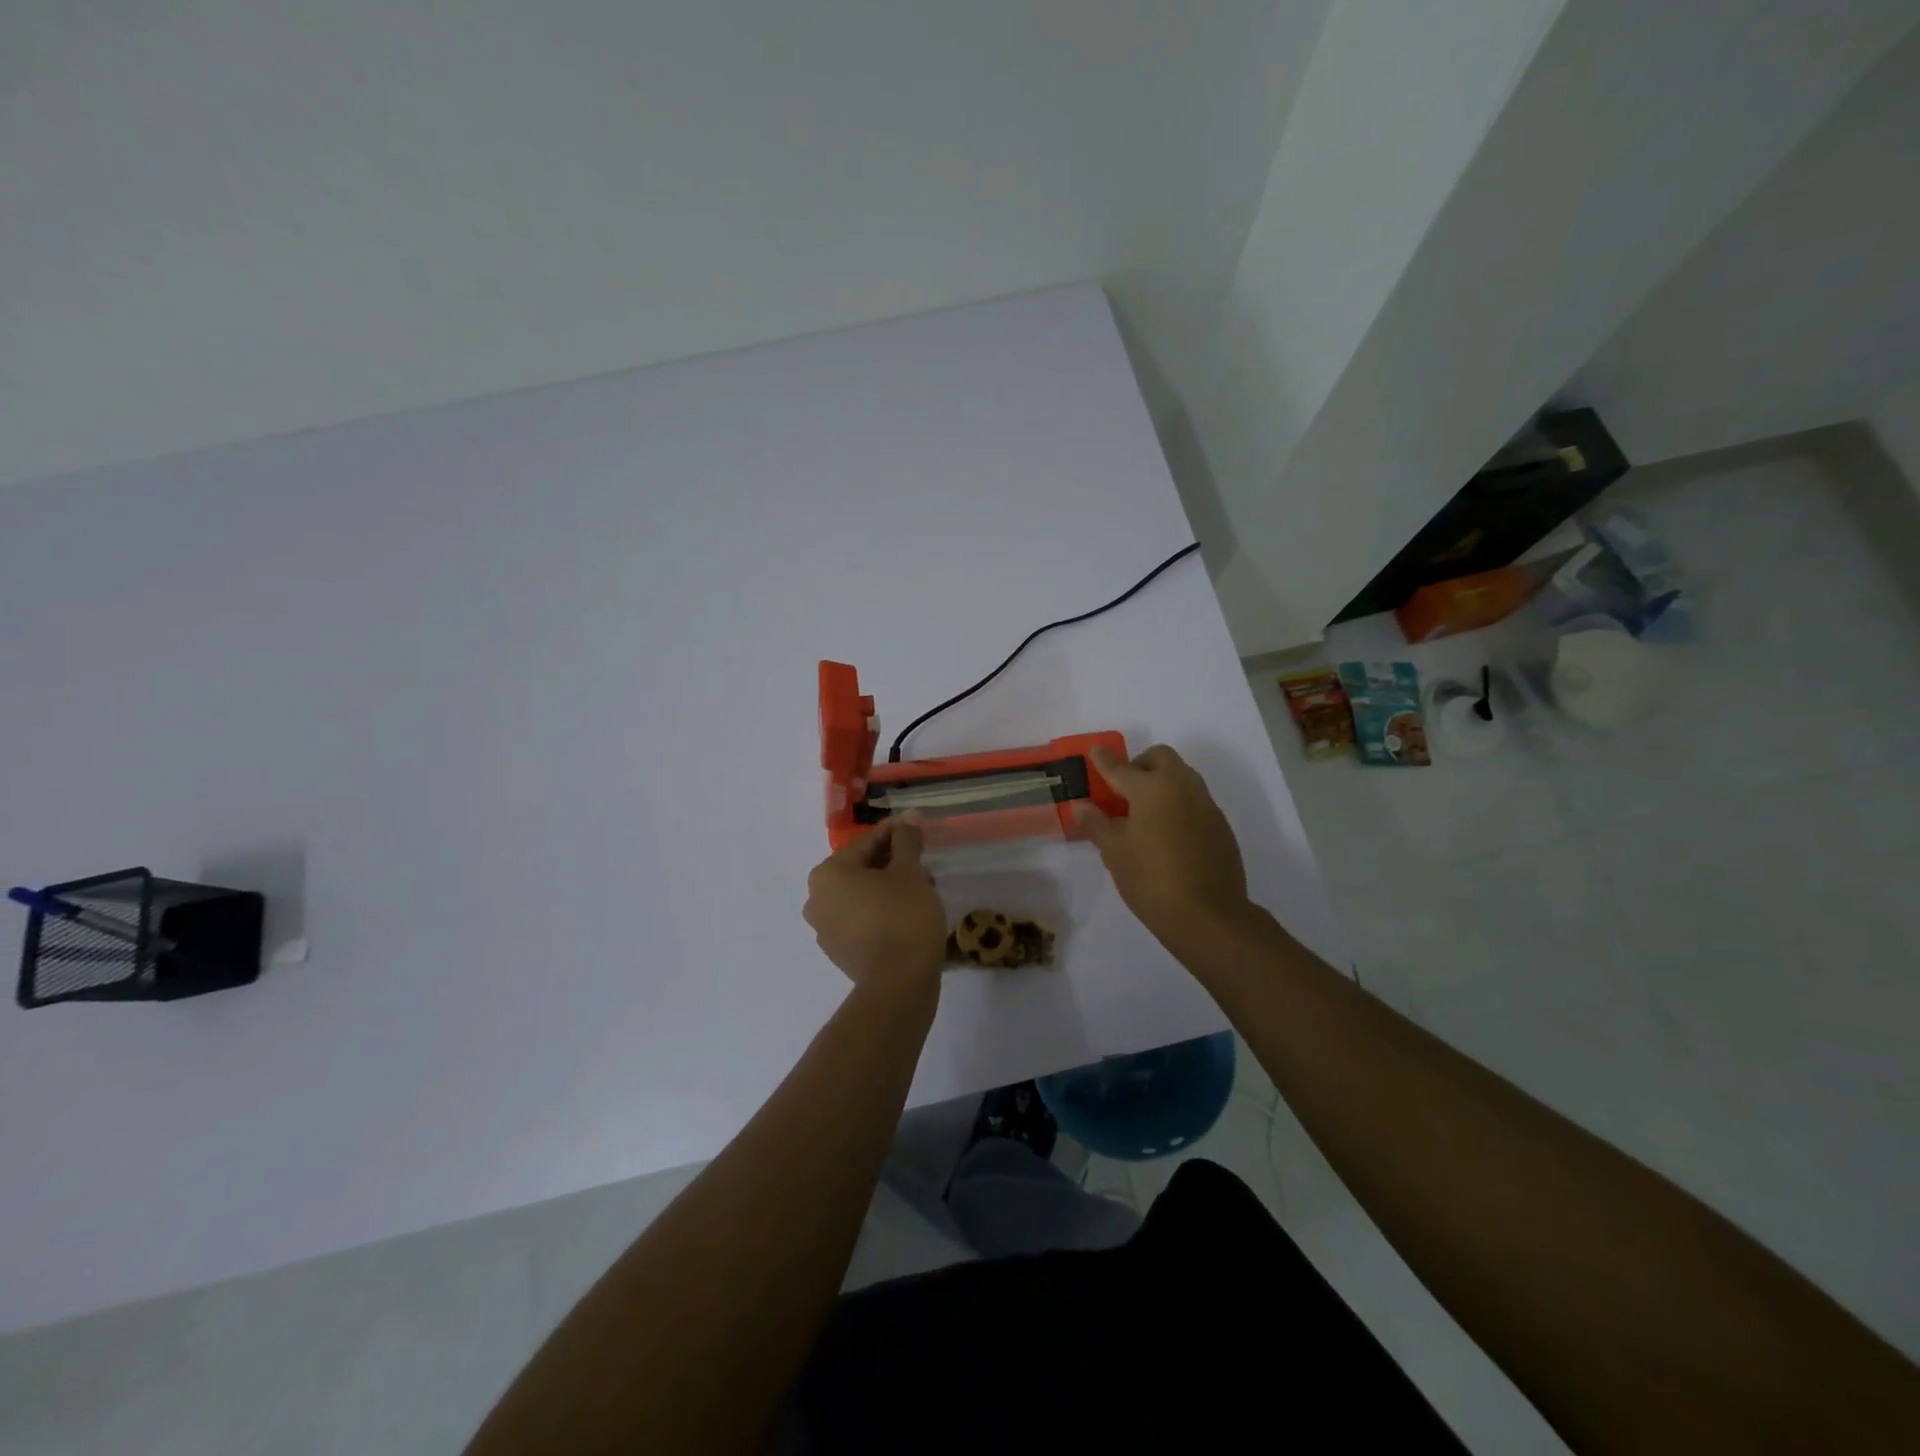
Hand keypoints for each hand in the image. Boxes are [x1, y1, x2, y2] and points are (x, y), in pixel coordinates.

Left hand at [803, 816, 946, 995]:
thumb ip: (906, 841)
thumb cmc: (903, 917)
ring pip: (860, 895)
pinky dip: (879, 912)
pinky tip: (906, 915)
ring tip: (920, 890)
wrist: (898, 984)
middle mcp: (816, 898)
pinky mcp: (838, 952)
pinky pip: (859, 919)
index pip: (867, 842)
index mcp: (828, 872)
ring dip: (886, 888)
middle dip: (891, 864)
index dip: (896, 835)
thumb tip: (908, 816)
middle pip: (860, 869)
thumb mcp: (910, 872)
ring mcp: (824, 928)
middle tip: (922, 864)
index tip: (917, 832)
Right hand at [1073, 744, 1252, 944]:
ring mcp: (1206, 804)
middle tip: (1123, 788)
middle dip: (1140, 764)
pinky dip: (1178, 802)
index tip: (1095, 752)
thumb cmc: (1151, 881)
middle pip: (1160, 758)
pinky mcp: (1220, 825)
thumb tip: (1082, 806)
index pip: (1121, 768)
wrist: (1209, 916)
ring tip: (1144, 811)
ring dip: (1162, 781)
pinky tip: (1168, 832)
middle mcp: (1182, 787)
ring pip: (1182, 776)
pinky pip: (1195, 799)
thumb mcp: (1115, 853)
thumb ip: (1098, 824)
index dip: (1104, 761)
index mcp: (1152, 789)